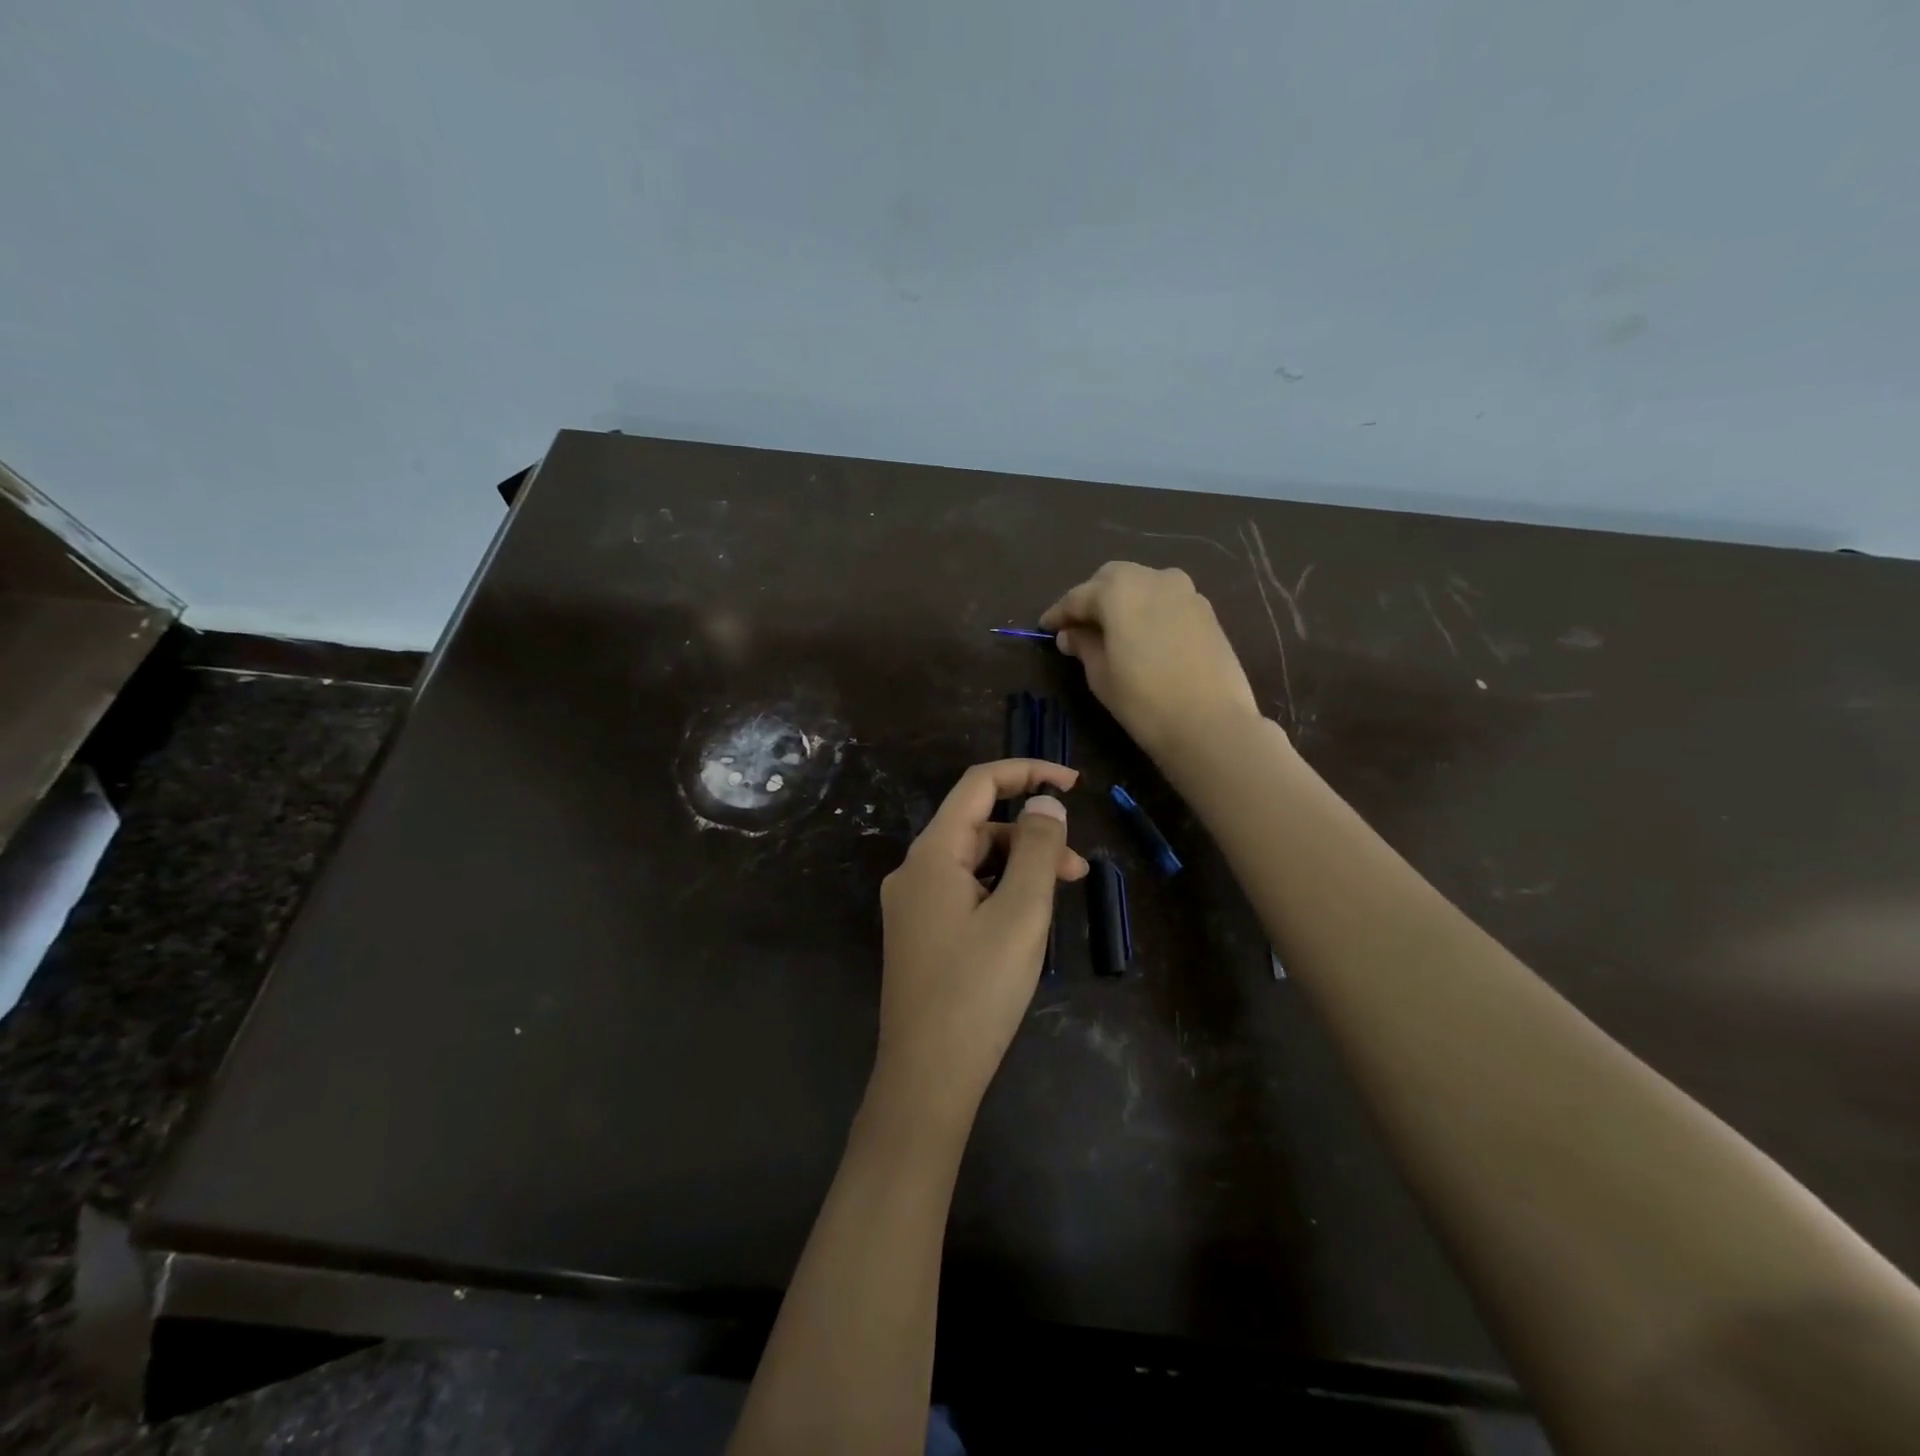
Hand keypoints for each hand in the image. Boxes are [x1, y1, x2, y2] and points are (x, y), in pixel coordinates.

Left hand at [874, 760, 1087, 1129]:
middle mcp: (914, 870)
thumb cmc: (978, 990)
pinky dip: (999, 893)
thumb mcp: (1022, 913)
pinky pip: (964, 892)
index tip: (1073, 784)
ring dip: (1019, 868)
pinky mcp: (920, 933)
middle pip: (978, 827)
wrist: (927, 1077)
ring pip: (974, 863)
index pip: (978, 784)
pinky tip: (1026, 922)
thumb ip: (1038, 850)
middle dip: (1031, 836)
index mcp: (932, 854)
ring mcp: (913, 904)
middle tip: (1078, 871)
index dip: (1026, 772)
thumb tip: (1045, 803)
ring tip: (1060, 899)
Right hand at [1040, 561, 1263, 760]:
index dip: (1059, 613)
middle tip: (1078, 625)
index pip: (1079, 596)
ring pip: (1143, 584)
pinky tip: (1143, 635)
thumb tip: (1071, 634)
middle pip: (1113, 578)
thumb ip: (1084, 646)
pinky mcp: (1206, 611)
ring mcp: (1185, 592)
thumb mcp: (1101, 675)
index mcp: (1119, 590)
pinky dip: (1149, 610)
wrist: (1211, 723)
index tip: (1045, 627)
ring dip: (1123, 600)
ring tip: (1112, 629)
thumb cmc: (1144, 700)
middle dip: (1092, 597)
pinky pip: (1167, 600)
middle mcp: (1153, 578)